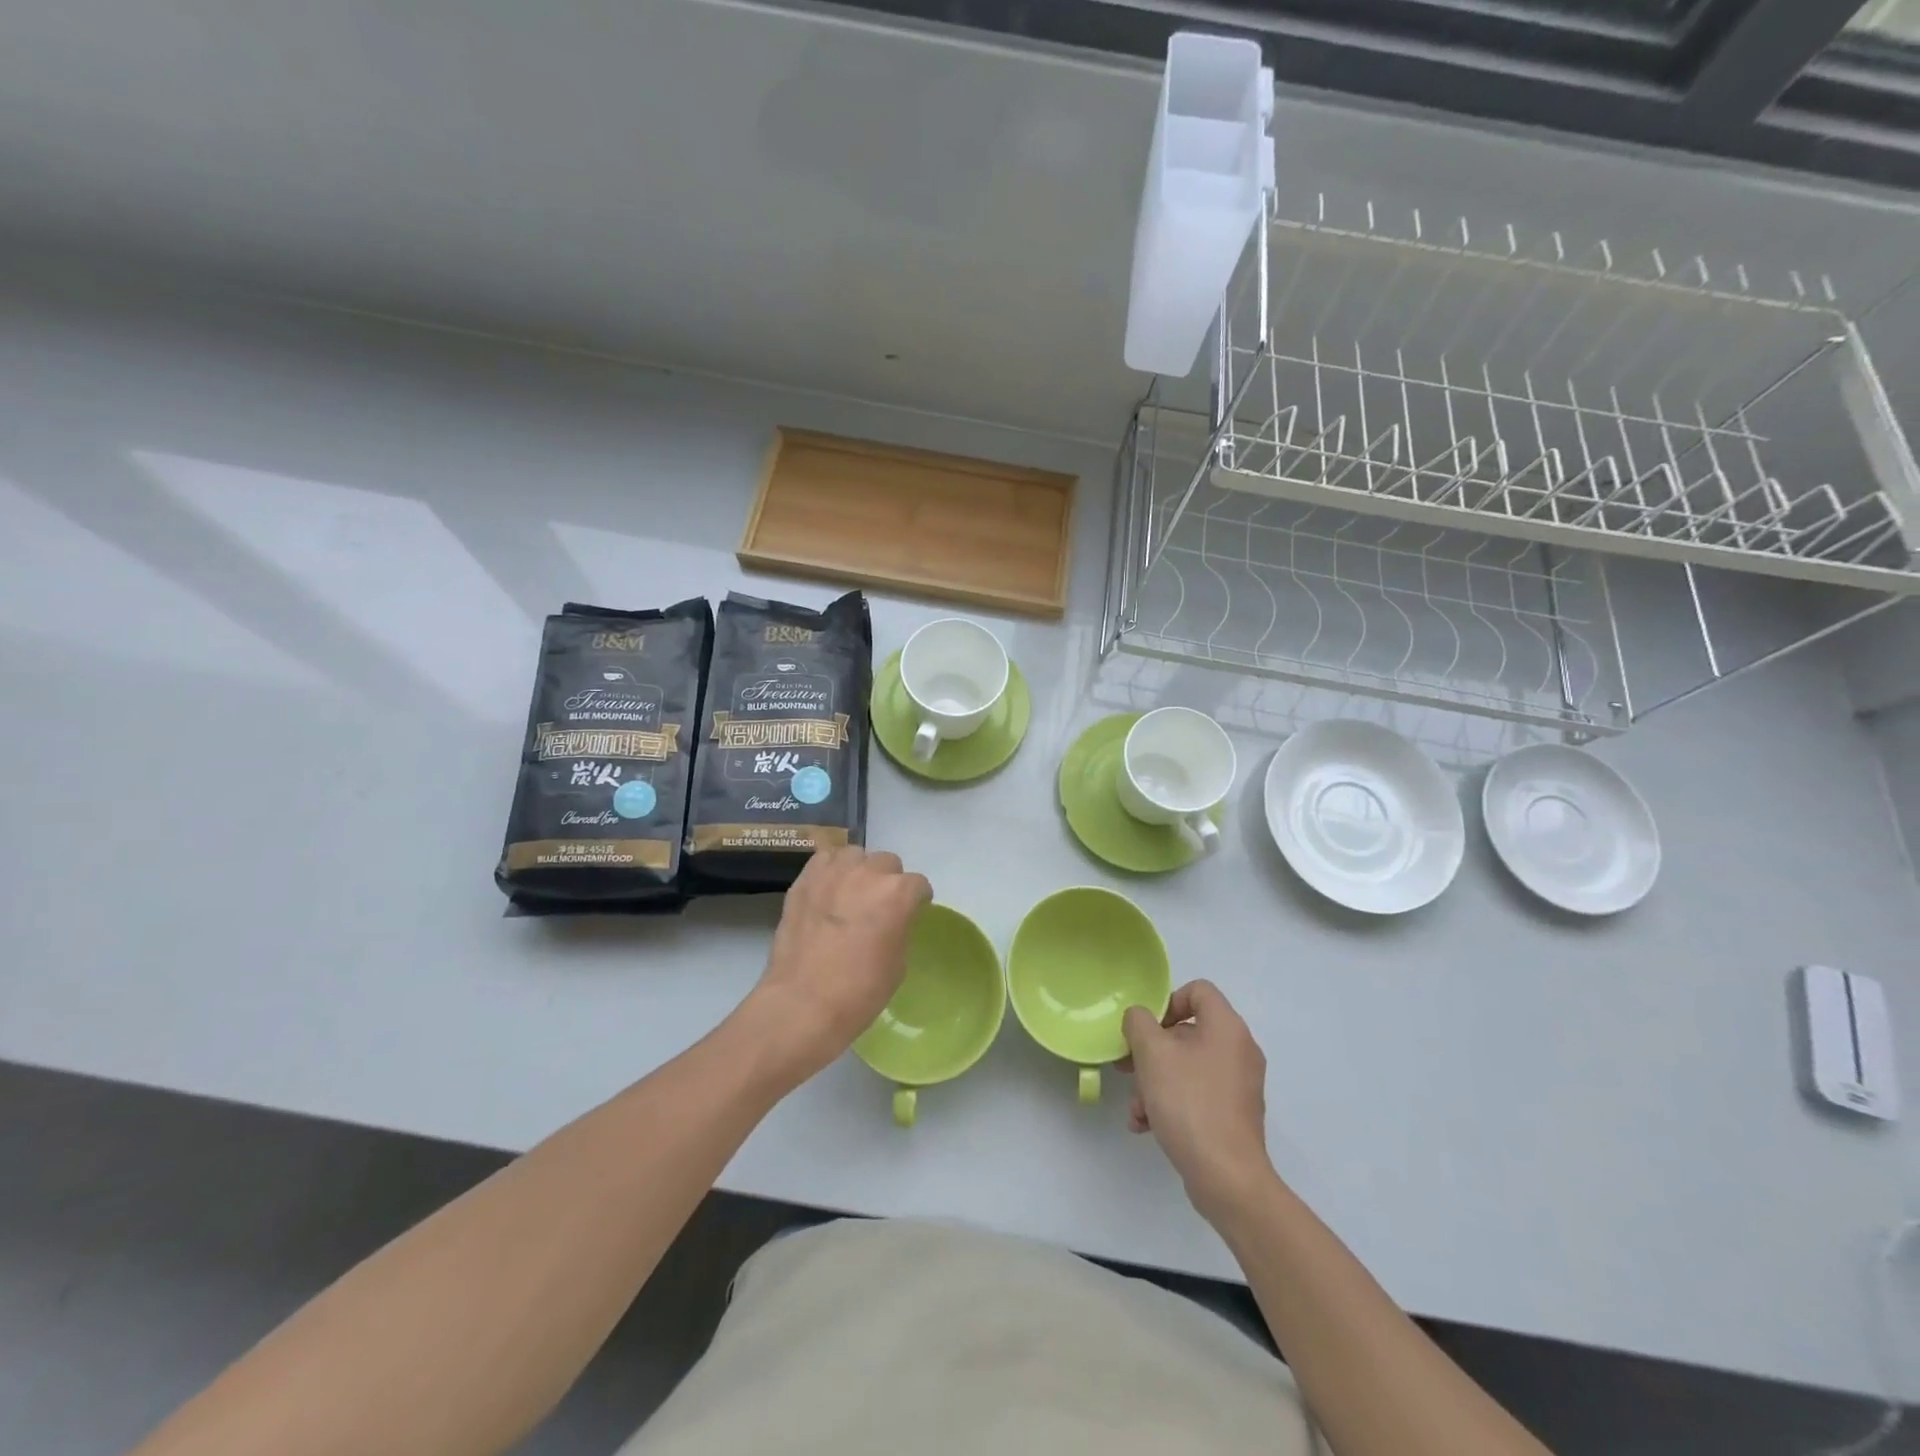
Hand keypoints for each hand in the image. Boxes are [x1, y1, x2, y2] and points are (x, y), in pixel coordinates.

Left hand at [741, 846, 931, 1083]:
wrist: (803, 1003)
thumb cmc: (859, 992)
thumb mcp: (898, 963)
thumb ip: (899, 928)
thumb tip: (892, 919)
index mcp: (898, 893)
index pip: (918, 884)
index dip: (918, 899)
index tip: (914, 910)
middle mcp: (868, 873)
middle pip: (888, 862)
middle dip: (889, 881)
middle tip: (880, 905)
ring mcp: (833, 873)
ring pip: (855, 854)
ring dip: (859, 869)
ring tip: (852, 891)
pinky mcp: (804, 880)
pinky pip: (823, 860)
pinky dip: (830, 869)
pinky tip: (828, 889)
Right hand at [1122, 981, 1274, 1216]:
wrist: (1226, 1177)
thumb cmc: (1189, 1103)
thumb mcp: (1153, 1053)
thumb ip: (1139, 1023)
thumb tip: (1140, 1019)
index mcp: (1227, 1028)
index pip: (1198, 990)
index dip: (1167, 1001)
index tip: (1146, 1028)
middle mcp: (1239, 1050)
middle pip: (1187, 1032)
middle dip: (1151, 1050)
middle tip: (1128, 1067)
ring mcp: (1238, 1085)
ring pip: (1187, 1066)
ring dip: (1155, 1081)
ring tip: (1136, 1107)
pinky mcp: (1233, 1114)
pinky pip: (1196, 1093)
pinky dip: (1171, 1102)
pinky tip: (1147, 1125)